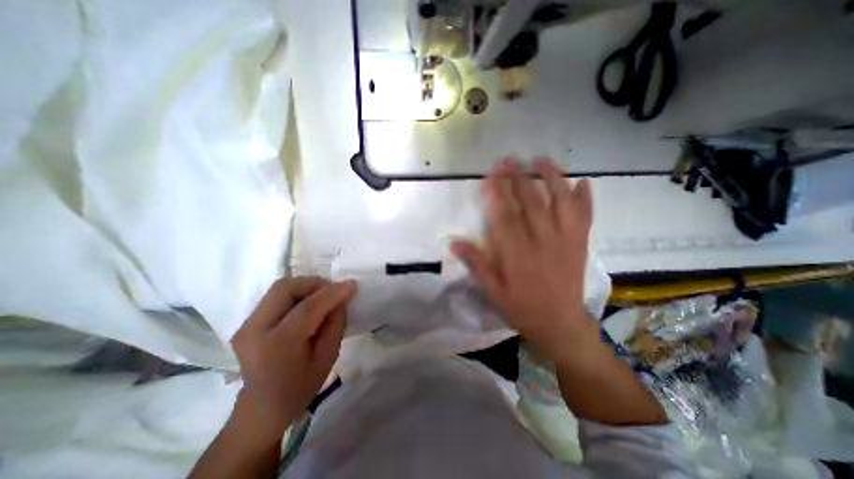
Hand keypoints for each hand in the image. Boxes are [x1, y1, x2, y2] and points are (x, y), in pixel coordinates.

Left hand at [228, 274, 356, 438]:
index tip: (351, 285)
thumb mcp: (327, 357)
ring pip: (280, 287)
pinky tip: (308, 305)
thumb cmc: (299, 388)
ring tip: (322, 297)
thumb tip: (341, 299)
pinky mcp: (247, 322)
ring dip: (306, 287)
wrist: (261, 410)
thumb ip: (336, 324)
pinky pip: (276, 296)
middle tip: (333, 291)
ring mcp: (247, 325)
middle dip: (314, 283)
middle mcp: (255, 330)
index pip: (308, 307)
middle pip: (286, 288)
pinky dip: (296, 293)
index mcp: (278, 344)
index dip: (332, 292)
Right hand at [450, 158, 595, 365]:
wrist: (561, 325)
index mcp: (518, 255)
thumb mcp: (493, 292)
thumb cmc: (522, 309)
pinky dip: (585, 198)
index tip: (489, 176)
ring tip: (541, 160)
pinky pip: (586, 217)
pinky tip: (582, 182)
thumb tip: (455, 242)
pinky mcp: (581, 245)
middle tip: (508, 161)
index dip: (496, 194)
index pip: (504, 217)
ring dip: (552, 178)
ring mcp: (566, 241)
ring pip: (560, 203)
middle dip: (518, 179)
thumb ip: (477, 265)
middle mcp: (542, 243)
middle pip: (530, 203)